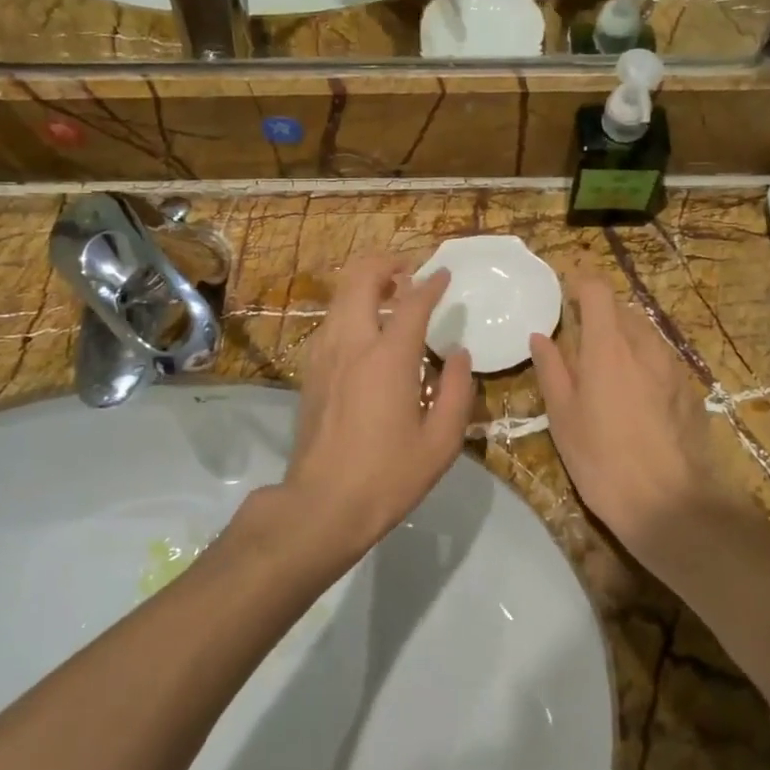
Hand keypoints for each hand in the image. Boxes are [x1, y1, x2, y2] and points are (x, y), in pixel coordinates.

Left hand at [271, 256, 475, 561]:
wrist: (321, 505)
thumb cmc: (388, 476)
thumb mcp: (441, 442)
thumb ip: (456, 392)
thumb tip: (459, 356)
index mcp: (388, 358)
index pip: (412, 303)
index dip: (431, 284)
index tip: (444, 274)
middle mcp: (352, 344)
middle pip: (361, 279)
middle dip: (386, 264)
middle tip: (409, 270)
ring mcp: (324, 355)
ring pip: (340, 296)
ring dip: (365, 283)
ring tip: (390, 293)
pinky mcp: (310, 371)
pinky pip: (330, 321)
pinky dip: (350, 309)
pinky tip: (367, 330)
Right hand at [530, 278, 728, 564]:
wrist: (672, 503)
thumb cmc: (603, 460)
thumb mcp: (563, 417)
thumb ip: (552, 369)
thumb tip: (541, 336)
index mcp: (608, 345)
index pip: (597, 289)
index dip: (579, 284)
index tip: (564, 296)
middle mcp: (644, 344)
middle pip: (622, 308)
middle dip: (599, 313)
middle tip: (578, 340)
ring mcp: (672, 366)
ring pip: (644, 332)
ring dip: (622, 337)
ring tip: (605, 370)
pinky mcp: (689, 388)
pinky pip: (661, 358)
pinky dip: (643, 360)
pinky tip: (634, 396)